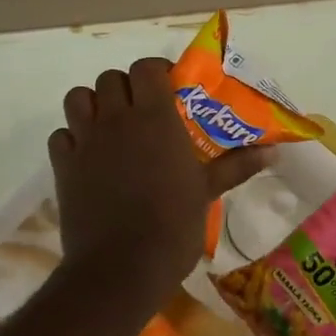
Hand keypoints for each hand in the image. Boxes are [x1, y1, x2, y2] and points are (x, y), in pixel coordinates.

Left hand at [48, 58, 267, 299]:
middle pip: (110, 78)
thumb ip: (236, 166)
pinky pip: (61, 135)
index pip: (147, 68)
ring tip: (110, 127)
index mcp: (155, 118)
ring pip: (78, 98)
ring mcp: (85, 141)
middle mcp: (116, 119)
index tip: (169, 90)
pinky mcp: (63, 166)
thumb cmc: (172, 226)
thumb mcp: (207, 192)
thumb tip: (274, 152)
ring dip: (93, 105)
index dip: (156, 72)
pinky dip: (72, 138)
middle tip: (141, 111)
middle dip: (125, 88)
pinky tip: (88, 157)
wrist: (121, 267)